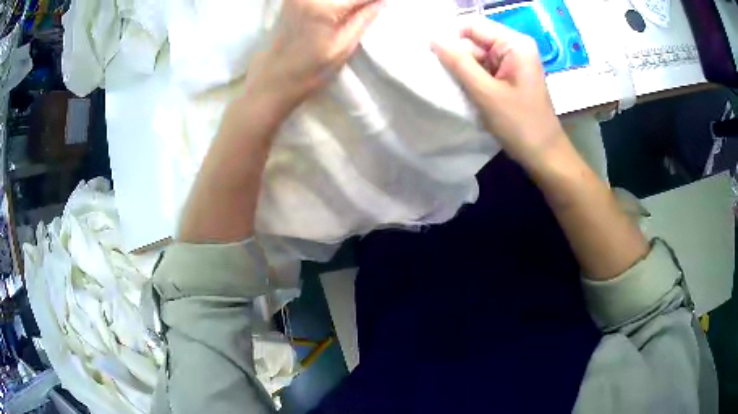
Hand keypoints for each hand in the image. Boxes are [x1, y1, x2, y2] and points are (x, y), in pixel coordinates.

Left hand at [249, 0, 385, 109]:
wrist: (272, 79)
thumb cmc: (309, 71)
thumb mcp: (343, 48)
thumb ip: (363, 19)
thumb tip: (381, 1)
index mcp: (323, 7)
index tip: (383, 3)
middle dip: (360, 0)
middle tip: (370, 8)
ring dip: (347, 1)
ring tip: (355, 11)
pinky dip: (333, 1)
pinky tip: (340, 9)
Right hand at [432, 19, 566, 168]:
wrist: (544, 155)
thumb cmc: (520, 125)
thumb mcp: (486, 93)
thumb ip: (459, 63)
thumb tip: (433, 39)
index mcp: (514, 44)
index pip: (472, 26)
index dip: (451, 39)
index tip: (437, 60)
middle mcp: (514, 47)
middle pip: (473, 41)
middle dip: (458, 58)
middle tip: (448, 81)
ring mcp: (512, 62)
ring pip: (476, 57)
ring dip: (464, 72)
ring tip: (459, 90)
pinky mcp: (509, 76)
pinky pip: (483, 69)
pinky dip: (472, 80)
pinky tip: (468, 94)